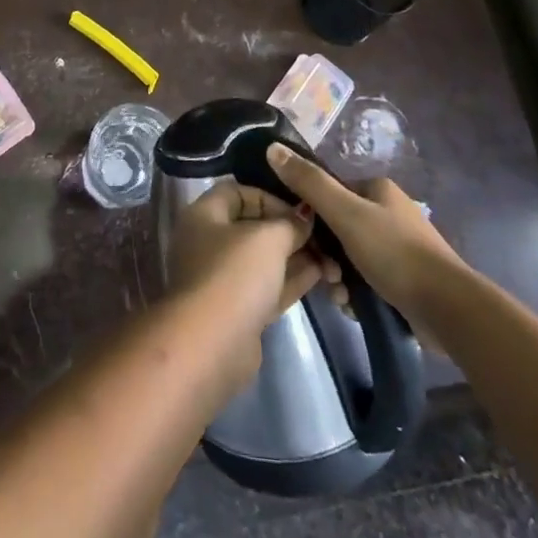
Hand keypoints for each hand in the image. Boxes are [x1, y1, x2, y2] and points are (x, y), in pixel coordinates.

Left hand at [166, 179, 333, 353]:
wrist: (212, 344)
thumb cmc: (235, 274)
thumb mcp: (267, 239)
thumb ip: (289, 223)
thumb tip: (304, 215)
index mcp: (204, 215)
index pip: (238, 192)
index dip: (270, 198)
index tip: (300, 211)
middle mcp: (209, 242)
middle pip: (253, 227)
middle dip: (289, 231)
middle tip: (325, 238)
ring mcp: (222, 278)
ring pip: (264, 260)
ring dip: (296, 257)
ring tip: (333, 259)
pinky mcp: (238, 310)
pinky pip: (267, 286)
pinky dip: (291, 279)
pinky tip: (321, 275)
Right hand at [265, 143, 467, 324]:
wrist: (448, 308)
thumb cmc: (394, 252)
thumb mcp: (345, 213)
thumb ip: (309, 183)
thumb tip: (272, 148)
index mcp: (377, 189)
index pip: (329, 193)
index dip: (311, 217)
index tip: (304, 242)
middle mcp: (388, 211)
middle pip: (337, 228)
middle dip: (327, 255)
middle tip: (326, 276)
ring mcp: (399, 245)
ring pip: (349, 256)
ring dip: (340, 277)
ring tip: (341, 297)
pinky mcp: (405, 278)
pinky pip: (367, 278)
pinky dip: (357, 292)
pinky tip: (355, 306)